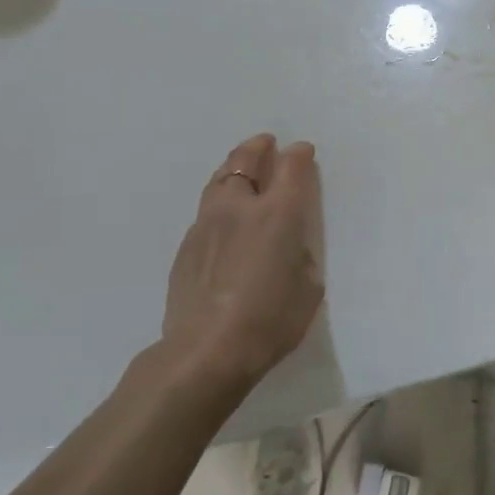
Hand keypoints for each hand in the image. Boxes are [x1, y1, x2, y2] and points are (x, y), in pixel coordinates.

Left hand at [161, 134, 324, 387]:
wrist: (207, 350)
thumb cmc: (271, 321)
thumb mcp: (308, 288)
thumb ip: (300, 255)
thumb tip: (288, 246)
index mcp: (278, 214)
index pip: (291, 167)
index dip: (299, 155)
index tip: (303, 151)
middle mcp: (240, 208)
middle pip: (246, 161)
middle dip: (259, 147)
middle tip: (266, 143)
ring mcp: (207, 224)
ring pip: (219, 180)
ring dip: (234, 167)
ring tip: (241, 167)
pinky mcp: (186, 245)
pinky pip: (205, 210)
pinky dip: (219, 201)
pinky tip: (223, 216)